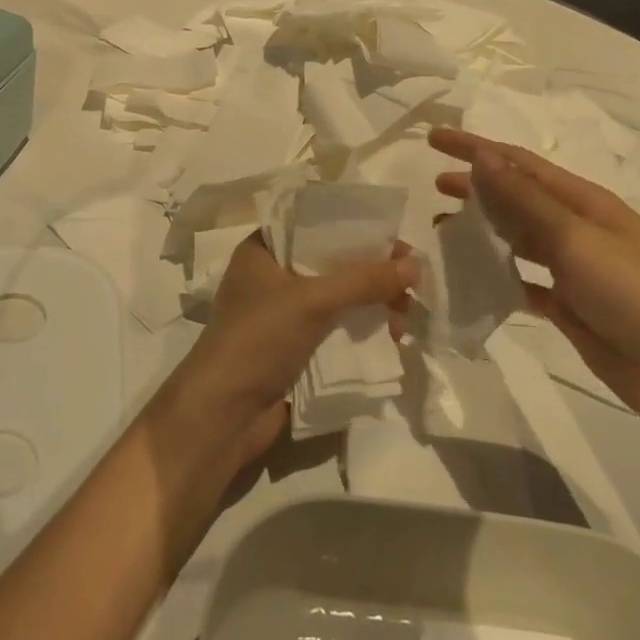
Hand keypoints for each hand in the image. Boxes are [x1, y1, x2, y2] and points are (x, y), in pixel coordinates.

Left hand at [161, 235, 417, 470]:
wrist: (223, 414)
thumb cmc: (259, 339)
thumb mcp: (312, 300)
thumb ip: (363, 280)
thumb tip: (416, 264)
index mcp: (262, 251)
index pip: (314, 224)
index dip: (355, 228)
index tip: (396, 239)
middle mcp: (271, 277)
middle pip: (331, 263)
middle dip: (371, 272)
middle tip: (411, 282)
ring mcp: (281, 315)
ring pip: (337, 299)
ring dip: (371, 304)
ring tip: (406, 317)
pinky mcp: (293, 349)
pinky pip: (334, 329)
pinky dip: (360, 330)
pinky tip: (391, 338)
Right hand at [429, 127, 639, 438]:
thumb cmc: (635, 293)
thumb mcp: (577, 238)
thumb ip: (525, 200)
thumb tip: (483, 155)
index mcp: (584, 202)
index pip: (519, 163)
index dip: (476, 148)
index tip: (434, 139)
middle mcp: (577, 228)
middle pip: (516, 198)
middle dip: (476, 187)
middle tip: (433, 186)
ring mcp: (574, 270)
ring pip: (516, 239)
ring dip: (481, 231)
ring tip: (440, 230)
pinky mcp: (569, 307)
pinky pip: (522, 282)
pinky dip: (495, 277)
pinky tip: (469, 280)